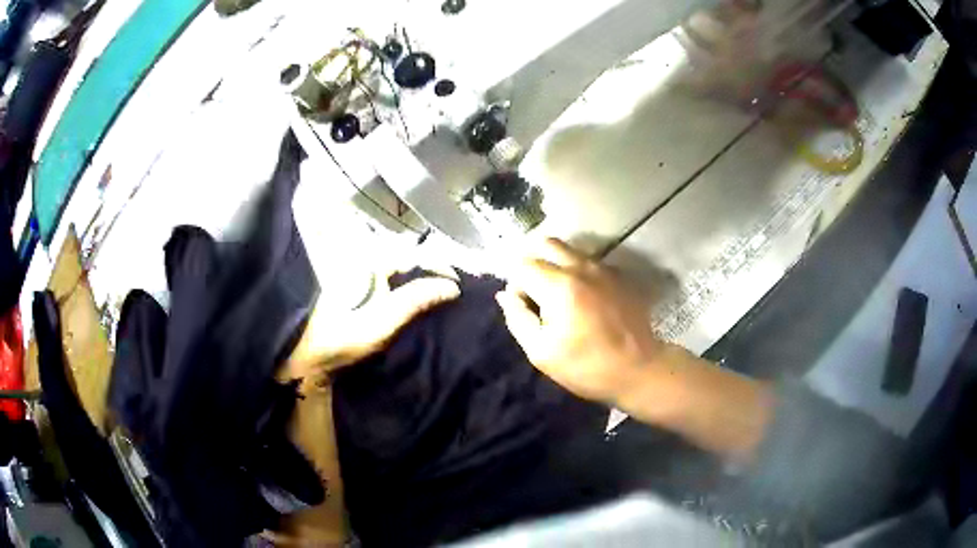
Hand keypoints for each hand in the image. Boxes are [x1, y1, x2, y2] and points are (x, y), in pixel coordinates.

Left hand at [282, 266, 459, 388]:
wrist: (313, 357)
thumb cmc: (346, 337)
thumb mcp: (384, 320)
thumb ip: (417, 299)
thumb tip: (452, 286)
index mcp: (371, 264)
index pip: (414, 256)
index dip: (440, 267)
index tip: (459, 285)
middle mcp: (366, 264)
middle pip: (408, 260)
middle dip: (433, 271)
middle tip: (454, 288)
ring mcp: (361, 278)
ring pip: (400, 271)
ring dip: (422, 279)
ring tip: (442, 293)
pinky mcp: (359, 291)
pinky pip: (391, 282)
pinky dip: (408, 288)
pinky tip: (418, 300)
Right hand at [496, 238, 665, 404]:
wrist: (639, 370)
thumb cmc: (586, 367)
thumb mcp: (541, 352)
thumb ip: (518, 318)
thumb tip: (506, 295)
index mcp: (560, 286)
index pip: (523, 265)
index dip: (516, 284)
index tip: (523, 306)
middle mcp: (582, 267)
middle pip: (546, 243)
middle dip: (534, 262)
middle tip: (536, 292)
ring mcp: (604, 268)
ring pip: (570, 250)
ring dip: (557, 266)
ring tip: (559, 297)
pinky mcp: (619, 276)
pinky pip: (590, 262)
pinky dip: (578, 272)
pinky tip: (584, 299)